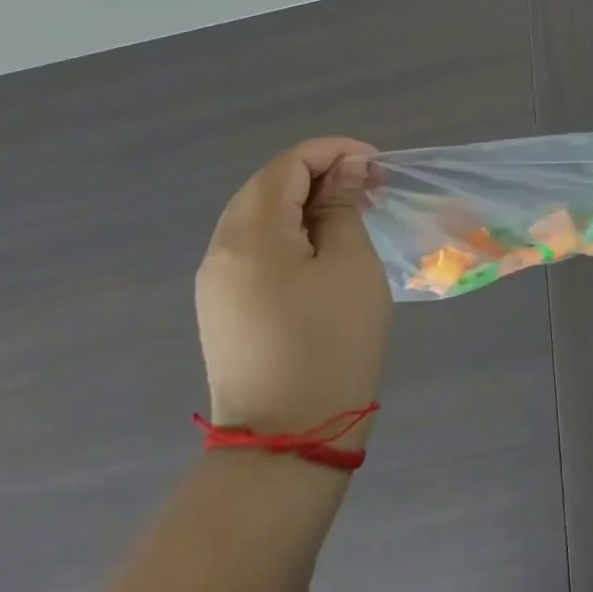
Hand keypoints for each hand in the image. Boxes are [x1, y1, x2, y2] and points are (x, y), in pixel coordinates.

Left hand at [196, 139, 390, 450]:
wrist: (287, 439)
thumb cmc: (330, 341)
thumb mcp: (350, 263)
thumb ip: (343, 206)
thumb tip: (345, 168)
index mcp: (250, 234)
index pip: (287, 165)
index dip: (333, 152)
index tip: (376, 164)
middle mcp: (221, 250)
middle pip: (267, 186)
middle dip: (318, 173)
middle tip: (368, 185)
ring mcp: (216, 282)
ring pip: (258, 216)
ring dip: (304, 202)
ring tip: (351, 212)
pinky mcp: (222, 308)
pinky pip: (254, 247)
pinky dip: (289, 231)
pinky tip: (323, 247)